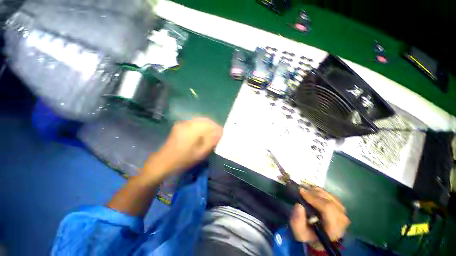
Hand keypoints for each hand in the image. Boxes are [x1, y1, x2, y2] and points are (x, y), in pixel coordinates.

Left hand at [142, 117, 222, 178]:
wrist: (163, 162)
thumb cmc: (183, 160)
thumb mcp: (200, 153)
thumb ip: (212, 141)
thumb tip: (220, 132)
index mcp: (192, 129)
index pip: (210, 124)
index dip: (218, 128)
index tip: (222, 134)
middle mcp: (187, 123)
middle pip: (205, 120)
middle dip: (213, 126)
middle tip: (217, 135)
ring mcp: (183, 123)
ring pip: (200, 121)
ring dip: (207, 126)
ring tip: (211, 135)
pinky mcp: (180, 126)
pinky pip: (194, 123)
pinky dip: (201, 127)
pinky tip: (202, 134)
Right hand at [290, 187, 349, 249]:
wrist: (318, 238)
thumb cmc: (308, 235)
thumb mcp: (299, 232)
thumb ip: (297, 222)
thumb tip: (299, 205)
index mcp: (333, 229)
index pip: (328, 209)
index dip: (314, 198)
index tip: (301, 191)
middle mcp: (342, 220)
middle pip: (330, 201)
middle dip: (314, 193)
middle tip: (301, 188)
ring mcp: (343, 213)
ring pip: (330, 197)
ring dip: (316, 191)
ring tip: (305, 188)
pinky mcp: (340, 208)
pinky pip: (331, 196)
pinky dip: (320, 191)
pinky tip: (312, 190)